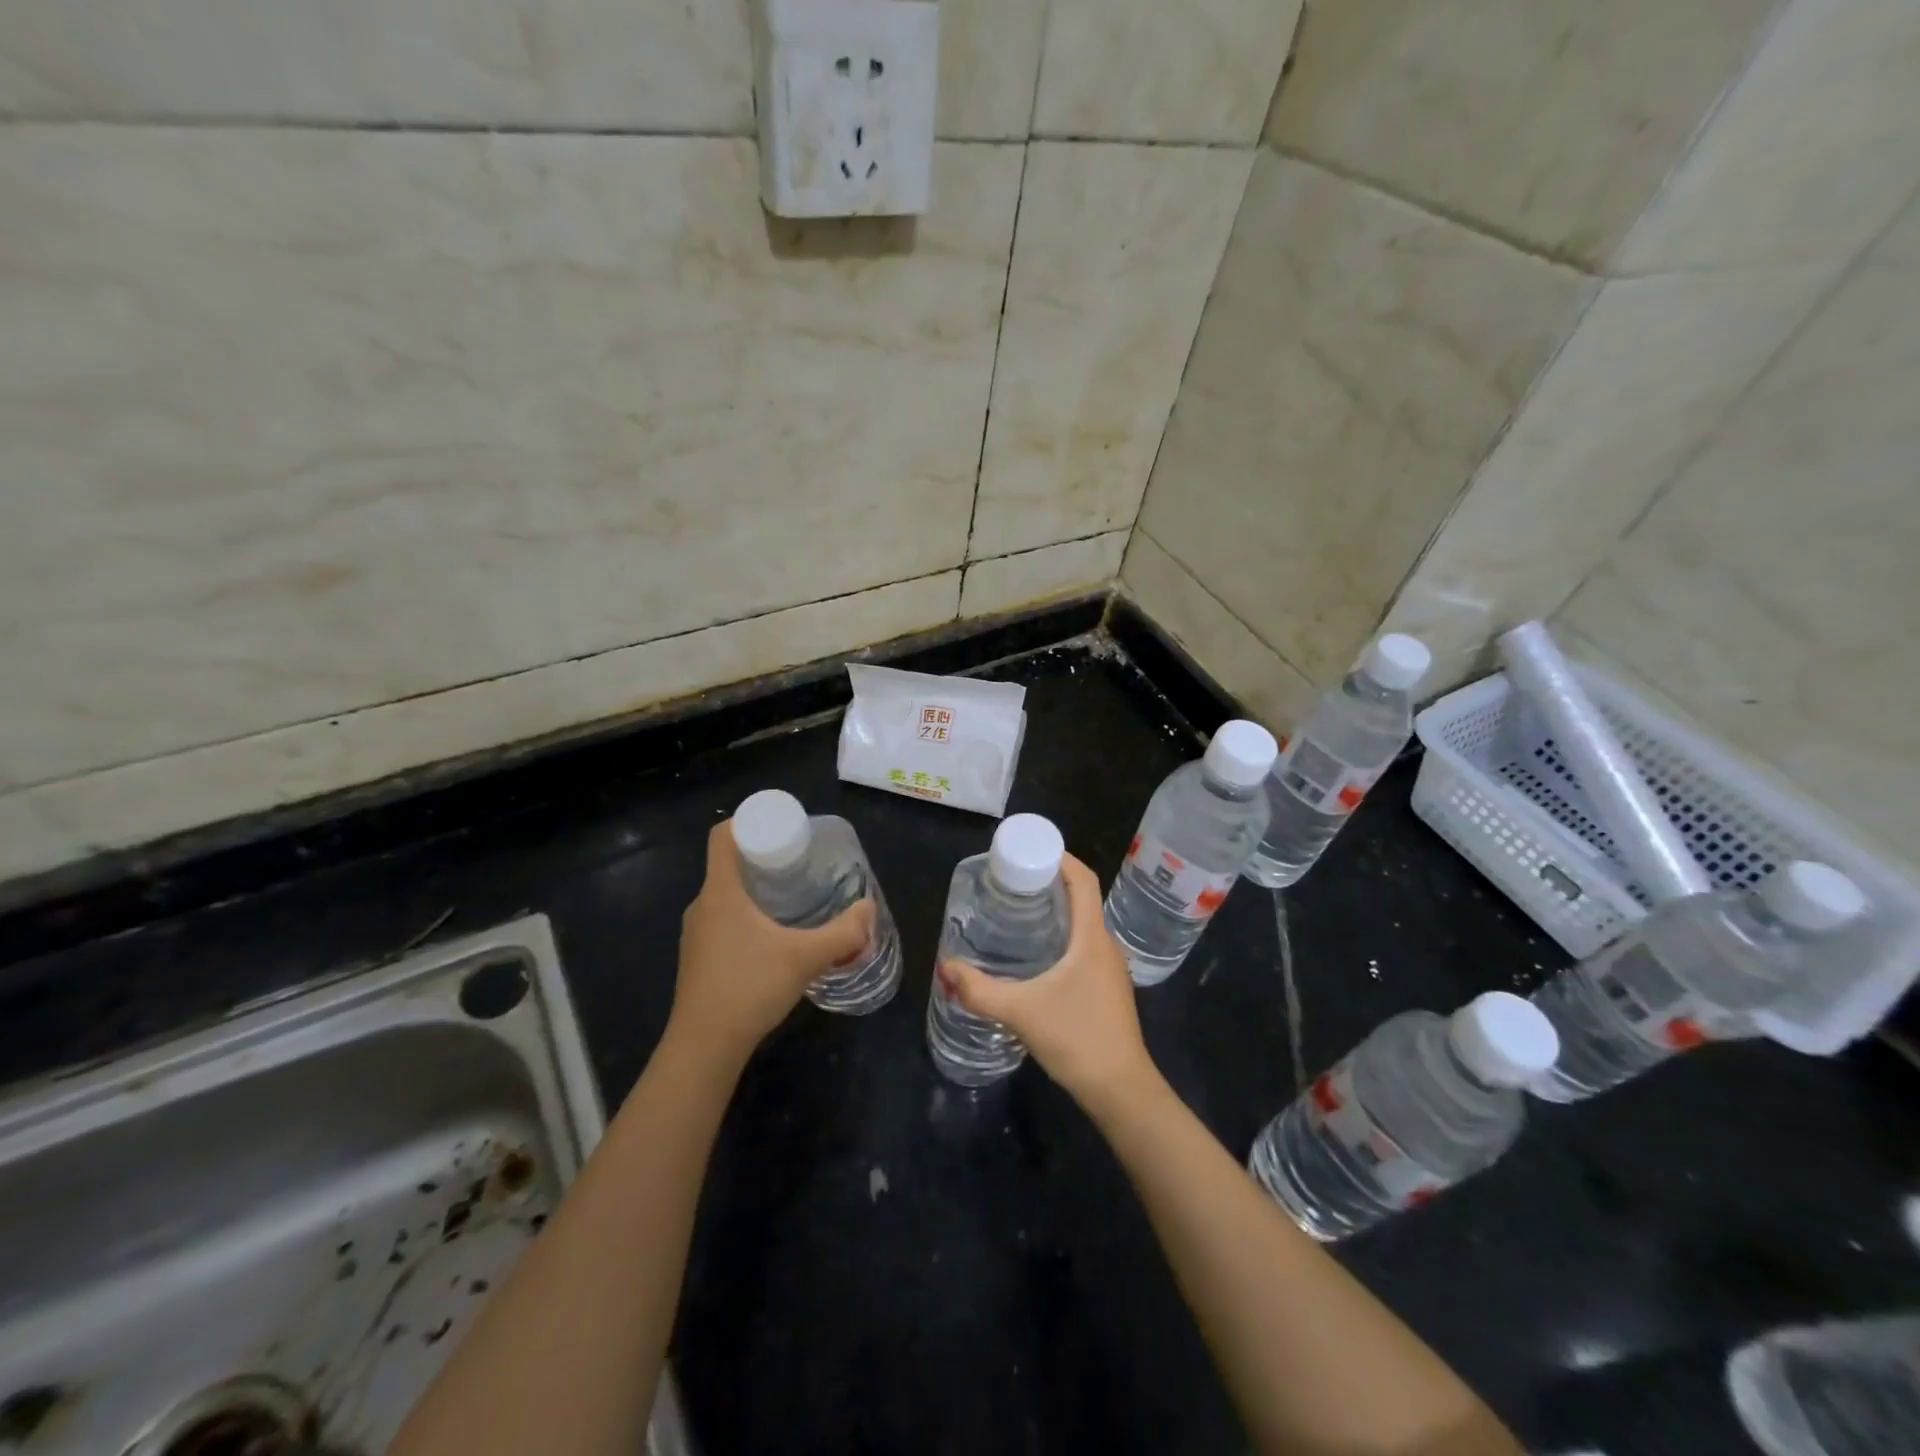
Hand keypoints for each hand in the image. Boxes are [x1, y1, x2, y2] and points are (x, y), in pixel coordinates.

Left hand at [668, 819, 875, 1065]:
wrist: (703, 1048)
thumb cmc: (749, 989)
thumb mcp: (805, 957)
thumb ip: (843, 933)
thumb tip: (869, 909)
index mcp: (721, 891)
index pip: (723, 835)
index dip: (750, 822)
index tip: (783, 830)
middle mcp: (702, 905)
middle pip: (729, 863)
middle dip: (764, 856)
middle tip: (800, 862)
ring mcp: (696, 933)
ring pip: (726, 894)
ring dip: (756, 888)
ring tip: (792, 896)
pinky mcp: (698, 958)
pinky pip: (723, 919)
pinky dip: (747, 914)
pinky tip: (773, 936)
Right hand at [938, 854, 1159, 1112]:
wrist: (1121, 1091)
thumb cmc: (1077, 1039)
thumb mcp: (1021, 1012)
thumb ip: (980, 990)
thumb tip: (945, 967)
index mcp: (1092, 937)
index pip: (1083, 879)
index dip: (1060, 857)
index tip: (1028, 849)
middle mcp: (1105, 944)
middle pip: (1081, 897)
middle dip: (1048, 882)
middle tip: (1009, 879)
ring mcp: (1109, 968)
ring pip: (1081, 924)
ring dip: (1054, 910)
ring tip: (1015, 910)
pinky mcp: (1105, 988)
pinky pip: (1082, 946)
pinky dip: (1059, 936)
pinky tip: (1033, 954)